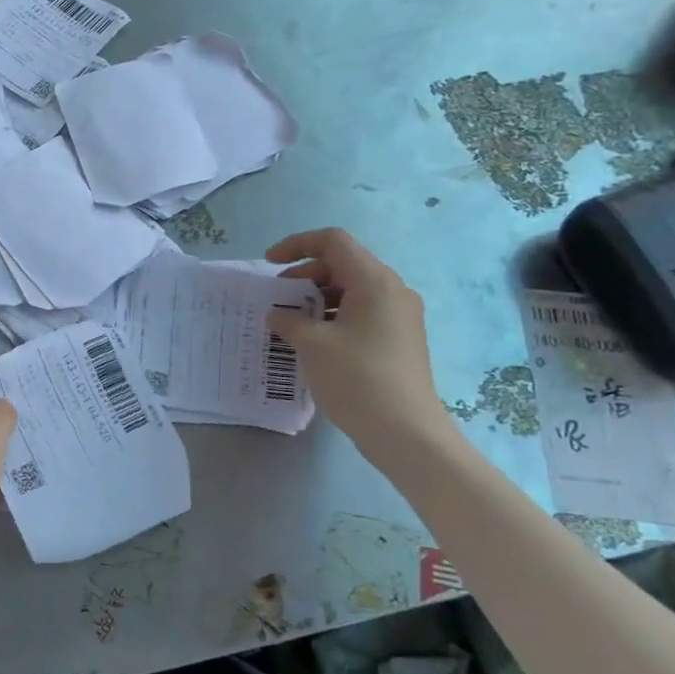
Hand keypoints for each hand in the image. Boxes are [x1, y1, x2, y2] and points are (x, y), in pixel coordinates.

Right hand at [264, 228, 454, 456]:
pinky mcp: (400, 338)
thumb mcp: (312, 344)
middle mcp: (392, 291)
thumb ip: (289, 321)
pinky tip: (313, 340)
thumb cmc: (356, 378)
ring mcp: (400, 316)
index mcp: (374, 282)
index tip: (269, 264)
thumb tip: (278, 315)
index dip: (297, 245)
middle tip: (277, 298)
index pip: (333, 242)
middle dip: (305, 275)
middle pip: (343, 264)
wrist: (405, 431)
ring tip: (290, 321)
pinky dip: (333, 315)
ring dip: (317, 297)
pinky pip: (362, 312)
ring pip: (352, 290)